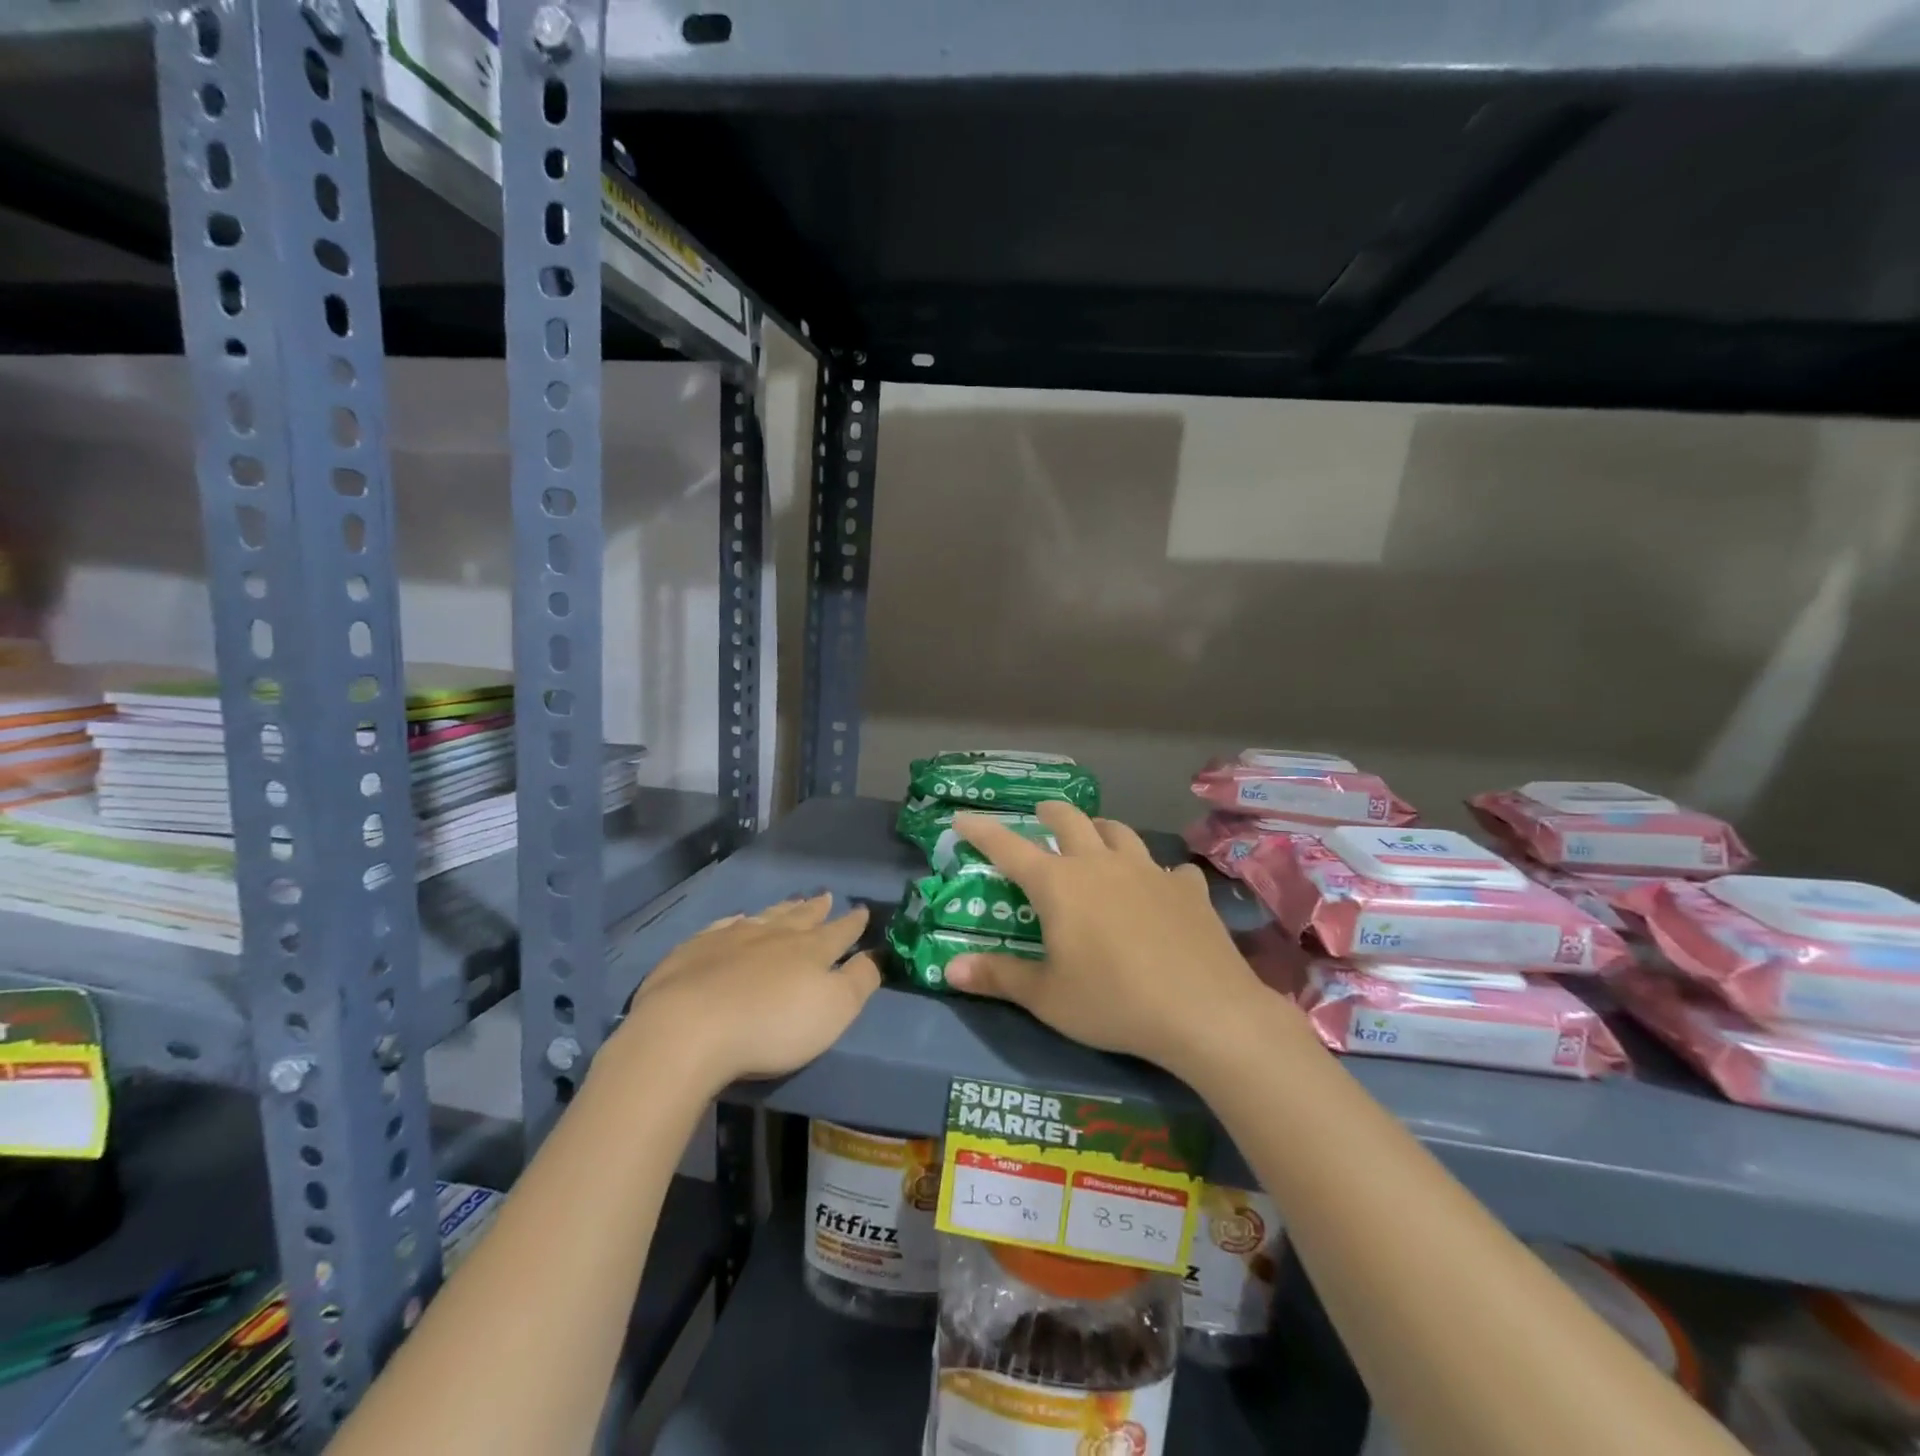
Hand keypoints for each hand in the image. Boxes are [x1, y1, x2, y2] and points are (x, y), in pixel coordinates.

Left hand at [616, 895, 879, 1092]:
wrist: (688, 1028)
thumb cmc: (772, 1025)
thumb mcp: (833, 1010)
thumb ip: (859, 981)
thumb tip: (876, 955)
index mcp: (810, 950)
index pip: (839, 932)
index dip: (853, 923)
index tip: (862, 910)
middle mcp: (773, 935)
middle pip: (800, 917)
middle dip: (816, 909)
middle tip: (826, 896)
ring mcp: (731, 938)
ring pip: (764, 916)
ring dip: (781, 909)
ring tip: (791, 902)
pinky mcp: (693, 951)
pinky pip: (722, 926)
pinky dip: (735, 921)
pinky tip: (735, 920)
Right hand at [946, 803, 1267, 1076]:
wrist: (1203, 1011)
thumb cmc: (1112, 1002)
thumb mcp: (1047, 997)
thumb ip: (998, 977)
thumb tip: (949, 968)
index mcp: (1059, 884)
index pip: (1008, 847)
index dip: (982, 831)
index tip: (962, 818)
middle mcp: (1100, 864)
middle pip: (1070, 821)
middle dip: (1049, 814)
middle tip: (1041, 816)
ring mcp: (1148, 871)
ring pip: (1119, 832)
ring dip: (1101, 830)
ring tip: (1096, 838)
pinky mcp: (1187, 889)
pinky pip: (1169, 869)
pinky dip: (1158, 873)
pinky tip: (1163, 887)